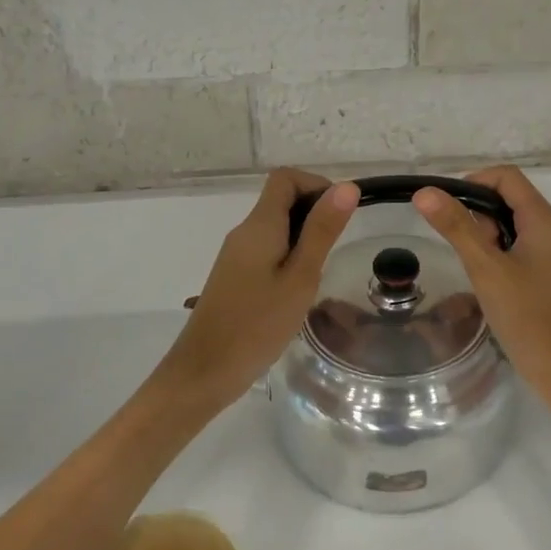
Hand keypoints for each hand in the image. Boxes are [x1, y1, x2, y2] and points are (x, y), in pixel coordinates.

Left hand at [155, 169, 358, 409]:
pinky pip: (267, 249)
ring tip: (321, 272)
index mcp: (259, 225)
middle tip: (336, 248)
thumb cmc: (257, 324)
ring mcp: (236, 254)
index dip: (316, 185)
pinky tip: (298, 289)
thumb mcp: (301, 277)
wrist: (204, 371)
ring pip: (275, 227)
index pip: (285, 178)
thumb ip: (322, 231)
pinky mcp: (234, 275)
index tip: (340, 215)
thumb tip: (346, 187)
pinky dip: (289, 255)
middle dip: (314, 212)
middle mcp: (244, 232)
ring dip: (303, 237)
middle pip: (281, 199)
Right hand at [412, 167, 550, 417]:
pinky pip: (521, 246)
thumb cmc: (527, 317)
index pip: (506, 177)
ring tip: (478, 270)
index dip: (473, 183)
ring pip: (513, 224)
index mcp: (544, 220)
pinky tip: (490, 281)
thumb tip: (426, 193)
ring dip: (488, 236)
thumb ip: (457, 228)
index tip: (447, 211)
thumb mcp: (486, 269)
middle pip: (509, 198)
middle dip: (479, 214)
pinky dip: (499, 253)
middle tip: (465, 249)